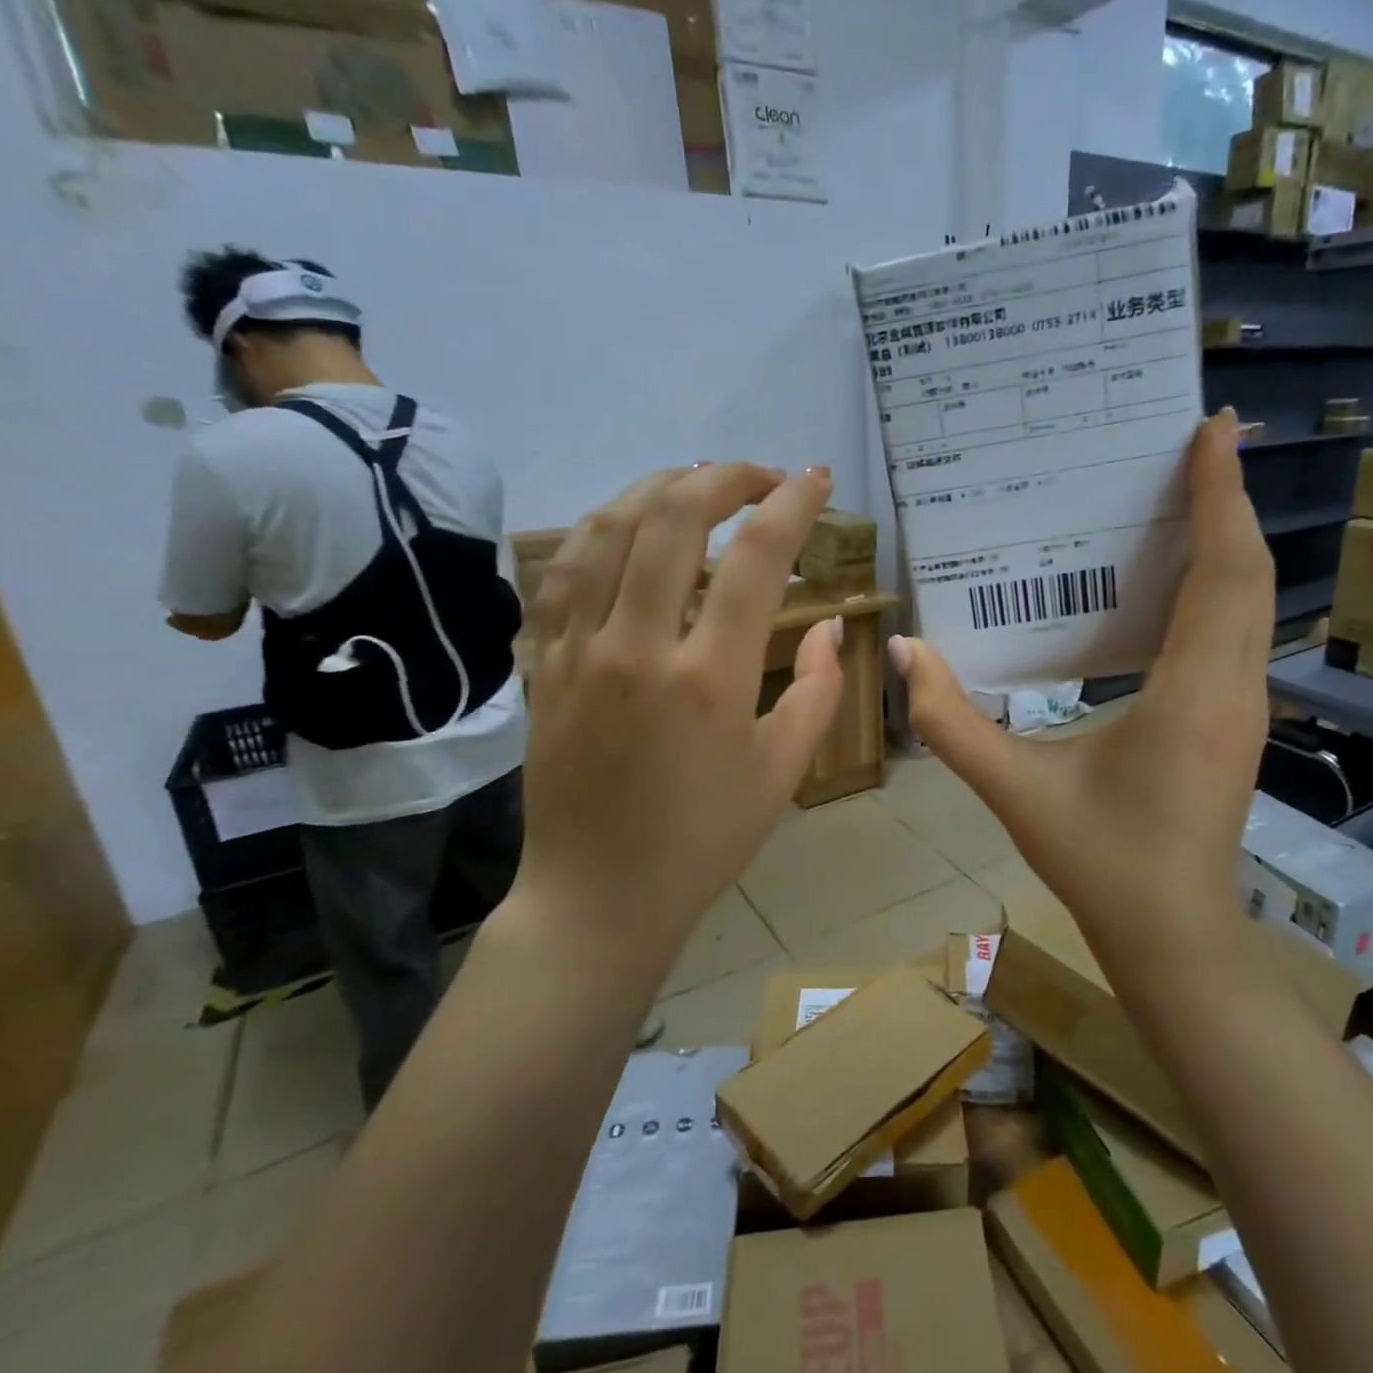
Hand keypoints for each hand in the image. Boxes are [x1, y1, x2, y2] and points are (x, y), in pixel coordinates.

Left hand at [513, 462, 842, 955]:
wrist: (598, 896)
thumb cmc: (704, 841)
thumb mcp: (783, 771)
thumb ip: (817, 690)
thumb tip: (829, 626)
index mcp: (709, 678)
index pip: (756, 559)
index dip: (792, 505)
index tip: (815, 480)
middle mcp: (638, 647)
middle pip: (674, 519)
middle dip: (726, 478)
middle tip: (761, 477)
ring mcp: (578, 651)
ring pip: (606, 530)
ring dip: (656, 488)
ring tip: (695, 482)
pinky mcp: (543, 664)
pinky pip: (561, 573)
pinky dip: (597, 531)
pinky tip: (624, 524)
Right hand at [893, 410, 1272, 963]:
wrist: (1173, 934)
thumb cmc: (1100, 862)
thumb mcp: (1015, 790)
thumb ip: (950, 722)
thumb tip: (908, 651)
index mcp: (1192, 691)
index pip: (1224, 571)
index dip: (1221, 495)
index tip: (1213, 430)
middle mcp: (1235, 686)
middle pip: (1249, 573)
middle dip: (1230, 499)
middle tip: (1201, 441)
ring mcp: (1245, 705)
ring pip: (1254, 601)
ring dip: (1231, 539)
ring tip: (1193, 491)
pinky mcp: (1237, 720)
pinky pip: (1241, 630)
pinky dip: (1224, 582)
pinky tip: (1182, 575)